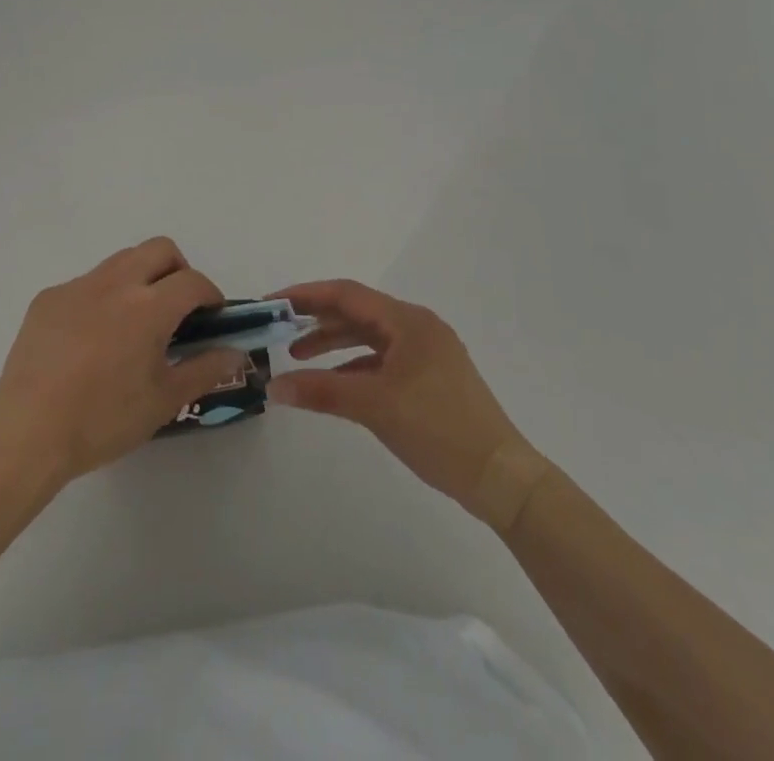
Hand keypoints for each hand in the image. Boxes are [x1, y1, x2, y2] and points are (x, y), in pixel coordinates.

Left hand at [0, 238, 246, 488]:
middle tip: (178, 308)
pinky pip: (86, 283)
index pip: (193, 281)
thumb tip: (235, 353)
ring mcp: (77, 286)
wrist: (28, 432)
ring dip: (140, 278)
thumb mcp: (163, 401)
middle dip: (178, 270)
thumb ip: (205, 369)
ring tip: (135, 322)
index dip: (210, 295)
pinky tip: (92, 339)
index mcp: (147, 307)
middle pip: (159, 249)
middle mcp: (114, 282)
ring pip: (121, 260)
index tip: (212, 317)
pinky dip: (102, 297)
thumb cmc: (103, 420)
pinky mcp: (48, 297)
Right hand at [267, 280, 525, 508]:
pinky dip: (354, 365)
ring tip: (297, 356)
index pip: (346, 294)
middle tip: (278, 329)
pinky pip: (382, 360)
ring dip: (333, 343)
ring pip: (369, 336)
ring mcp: (426, 353)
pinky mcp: (430, 378)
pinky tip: (334, 382)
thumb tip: (273, 387)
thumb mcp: (374, 406)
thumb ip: (321, 391)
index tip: (271, 304)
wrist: (502, 479)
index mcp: (408, 321)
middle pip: (357, 312)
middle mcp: (417, 327)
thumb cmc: (438, 429)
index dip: (305, 295)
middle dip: (316, 319)